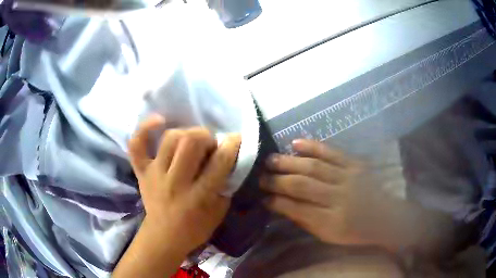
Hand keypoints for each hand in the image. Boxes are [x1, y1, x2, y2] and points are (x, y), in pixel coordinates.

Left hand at [128, 115, 241, 253]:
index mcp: (199, 196)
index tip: (237, 138)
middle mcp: (175, 182)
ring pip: (170, 138)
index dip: (232, 145)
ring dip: (186, 133)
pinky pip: (137, 145)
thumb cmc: (195, 228)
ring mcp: (155, 174)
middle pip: (191, 142)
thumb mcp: (219, 211)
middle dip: (206, 137)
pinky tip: (159, 122)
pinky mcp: (141, 172)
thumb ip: (225, 184)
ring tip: (191, 141)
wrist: (164, 237)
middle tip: (209, 145)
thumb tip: (229, 158)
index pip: (219, 162)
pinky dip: (145, 129)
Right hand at [261, 139, 384, 246]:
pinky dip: (312, 146)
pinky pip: (331, 152)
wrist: (384, 216)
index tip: (262, 197)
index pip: (297, 208)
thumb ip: (305, 221)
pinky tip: (295, 143)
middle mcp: (339, 197)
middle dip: (277, 180)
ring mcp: (348, 177)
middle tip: (260, 176)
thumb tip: (281, 206)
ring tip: (270, 159)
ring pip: (314, 166)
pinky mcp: (355, 164)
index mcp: (331, 221)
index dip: (276, 202)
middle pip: (302, 185)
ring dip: (289, 162)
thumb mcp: (329, 236)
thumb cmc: (355, 231)